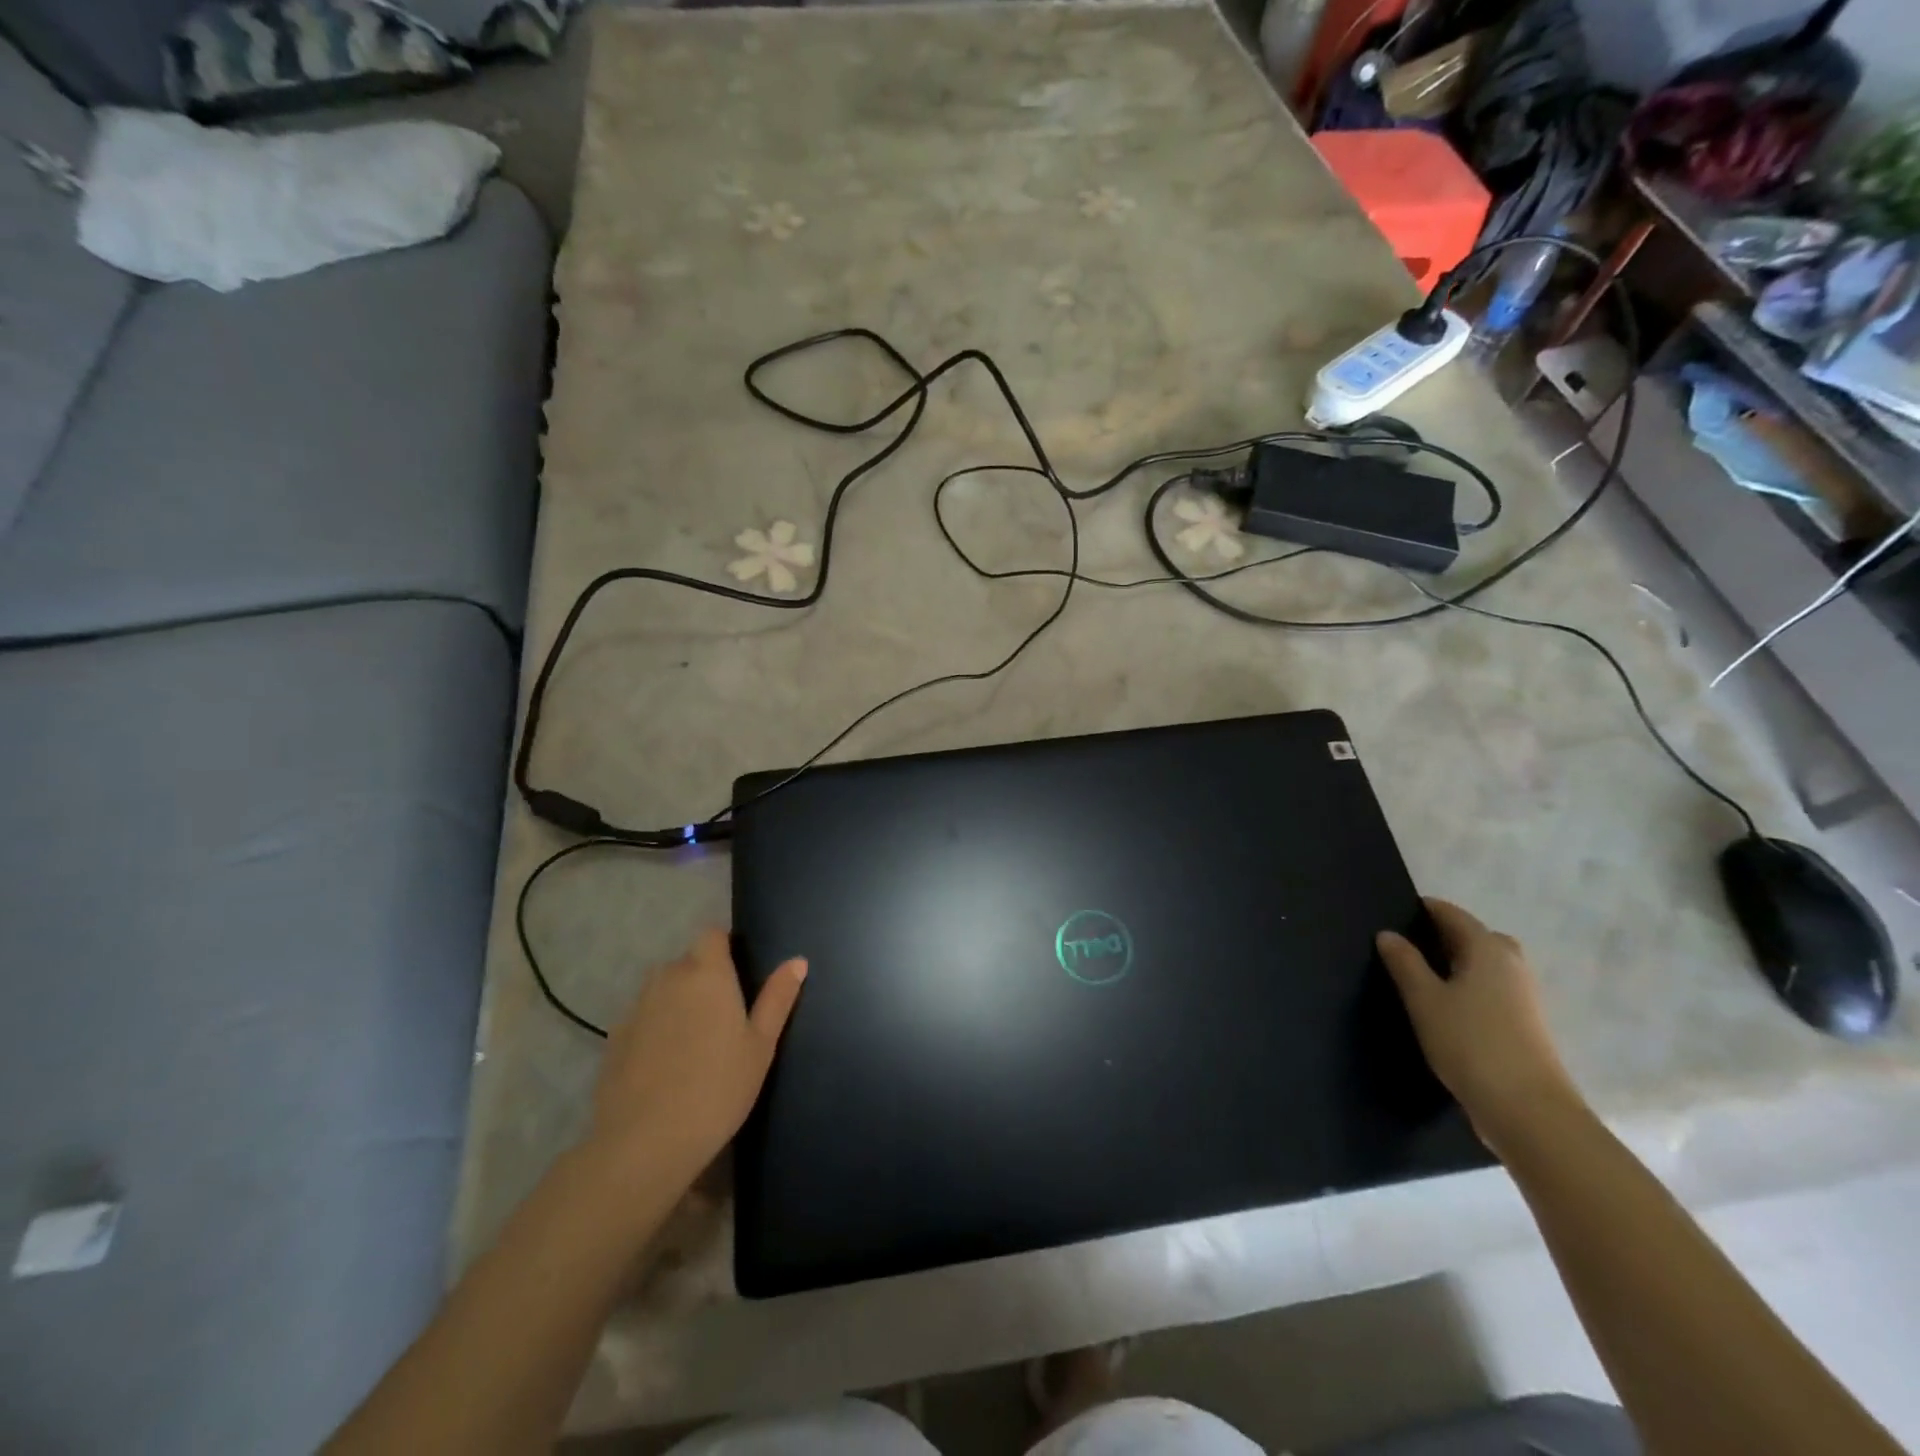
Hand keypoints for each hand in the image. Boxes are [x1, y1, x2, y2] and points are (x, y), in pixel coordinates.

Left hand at [587, 928, 806, 1177]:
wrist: (644, 1143)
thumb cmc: (718, 1088)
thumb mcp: (760, 1046)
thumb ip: (777, 998)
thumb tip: (798, 961)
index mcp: (707, 974)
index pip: (712, 934)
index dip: (724, 947)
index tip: (738, 975)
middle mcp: (668, 978)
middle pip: (687, 961)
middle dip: (703, 978)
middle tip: (723, 1017)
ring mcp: (636, 1007)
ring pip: (662, 988)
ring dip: (677, 1001)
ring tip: (693, 1041)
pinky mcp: (614, 1037)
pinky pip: (642, 1017)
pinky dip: (654, 1028)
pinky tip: (664, 1064)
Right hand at [1376, 899, 1582, 1155]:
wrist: (1528, 1111)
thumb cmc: (1471, 1043)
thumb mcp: (1424, 999)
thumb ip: (1404, 962)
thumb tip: (1388, 934)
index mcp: (1488, 948)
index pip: (1450, 913)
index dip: (1421, 910)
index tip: (1389, 915)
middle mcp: (1511, 964)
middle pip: (1472, 936)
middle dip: (1440, 936)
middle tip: (1403, 948)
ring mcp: (1523, 996)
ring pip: (1483, 965)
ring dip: (1454, 964)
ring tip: (1417, 979)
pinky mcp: (1524, 1024)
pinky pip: (1489, 990)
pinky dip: (1466, 988)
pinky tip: (1442, 1008)